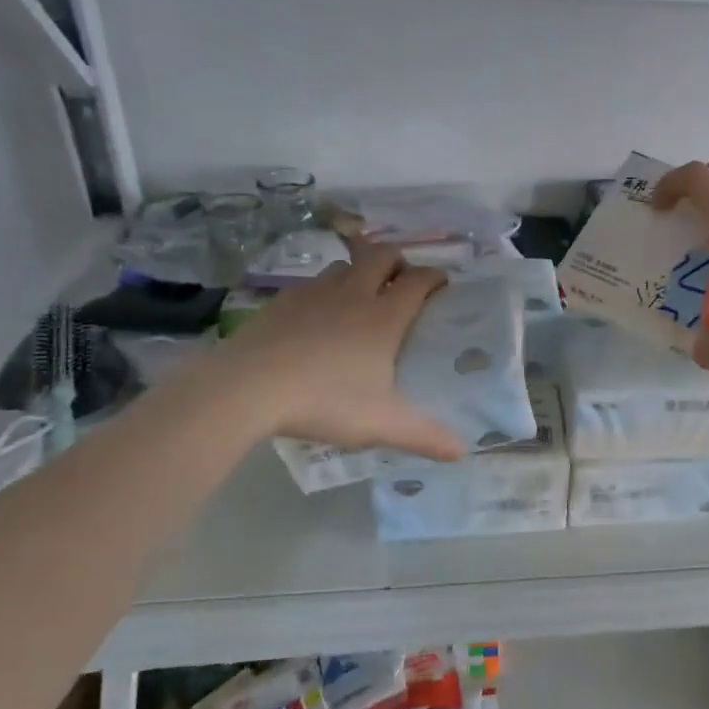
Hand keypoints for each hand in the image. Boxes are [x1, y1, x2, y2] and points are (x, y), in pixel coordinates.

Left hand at [201, 241, 464, 460]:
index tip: (442, 286)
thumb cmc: (324, 401)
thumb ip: (425, 436)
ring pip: (344, 267)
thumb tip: (463, 452)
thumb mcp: (381, 424)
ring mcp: (313, 294)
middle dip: (397, 261)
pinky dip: (323, 292)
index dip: (435, 277)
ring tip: (360, 298)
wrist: (246, 388)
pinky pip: (310, 285)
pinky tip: (316, 319)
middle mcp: (353, 295)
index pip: (419, 280)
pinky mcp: (280, 302)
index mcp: (384, 316)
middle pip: (381, 255)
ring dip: (358, 273)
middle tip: (401, 282)